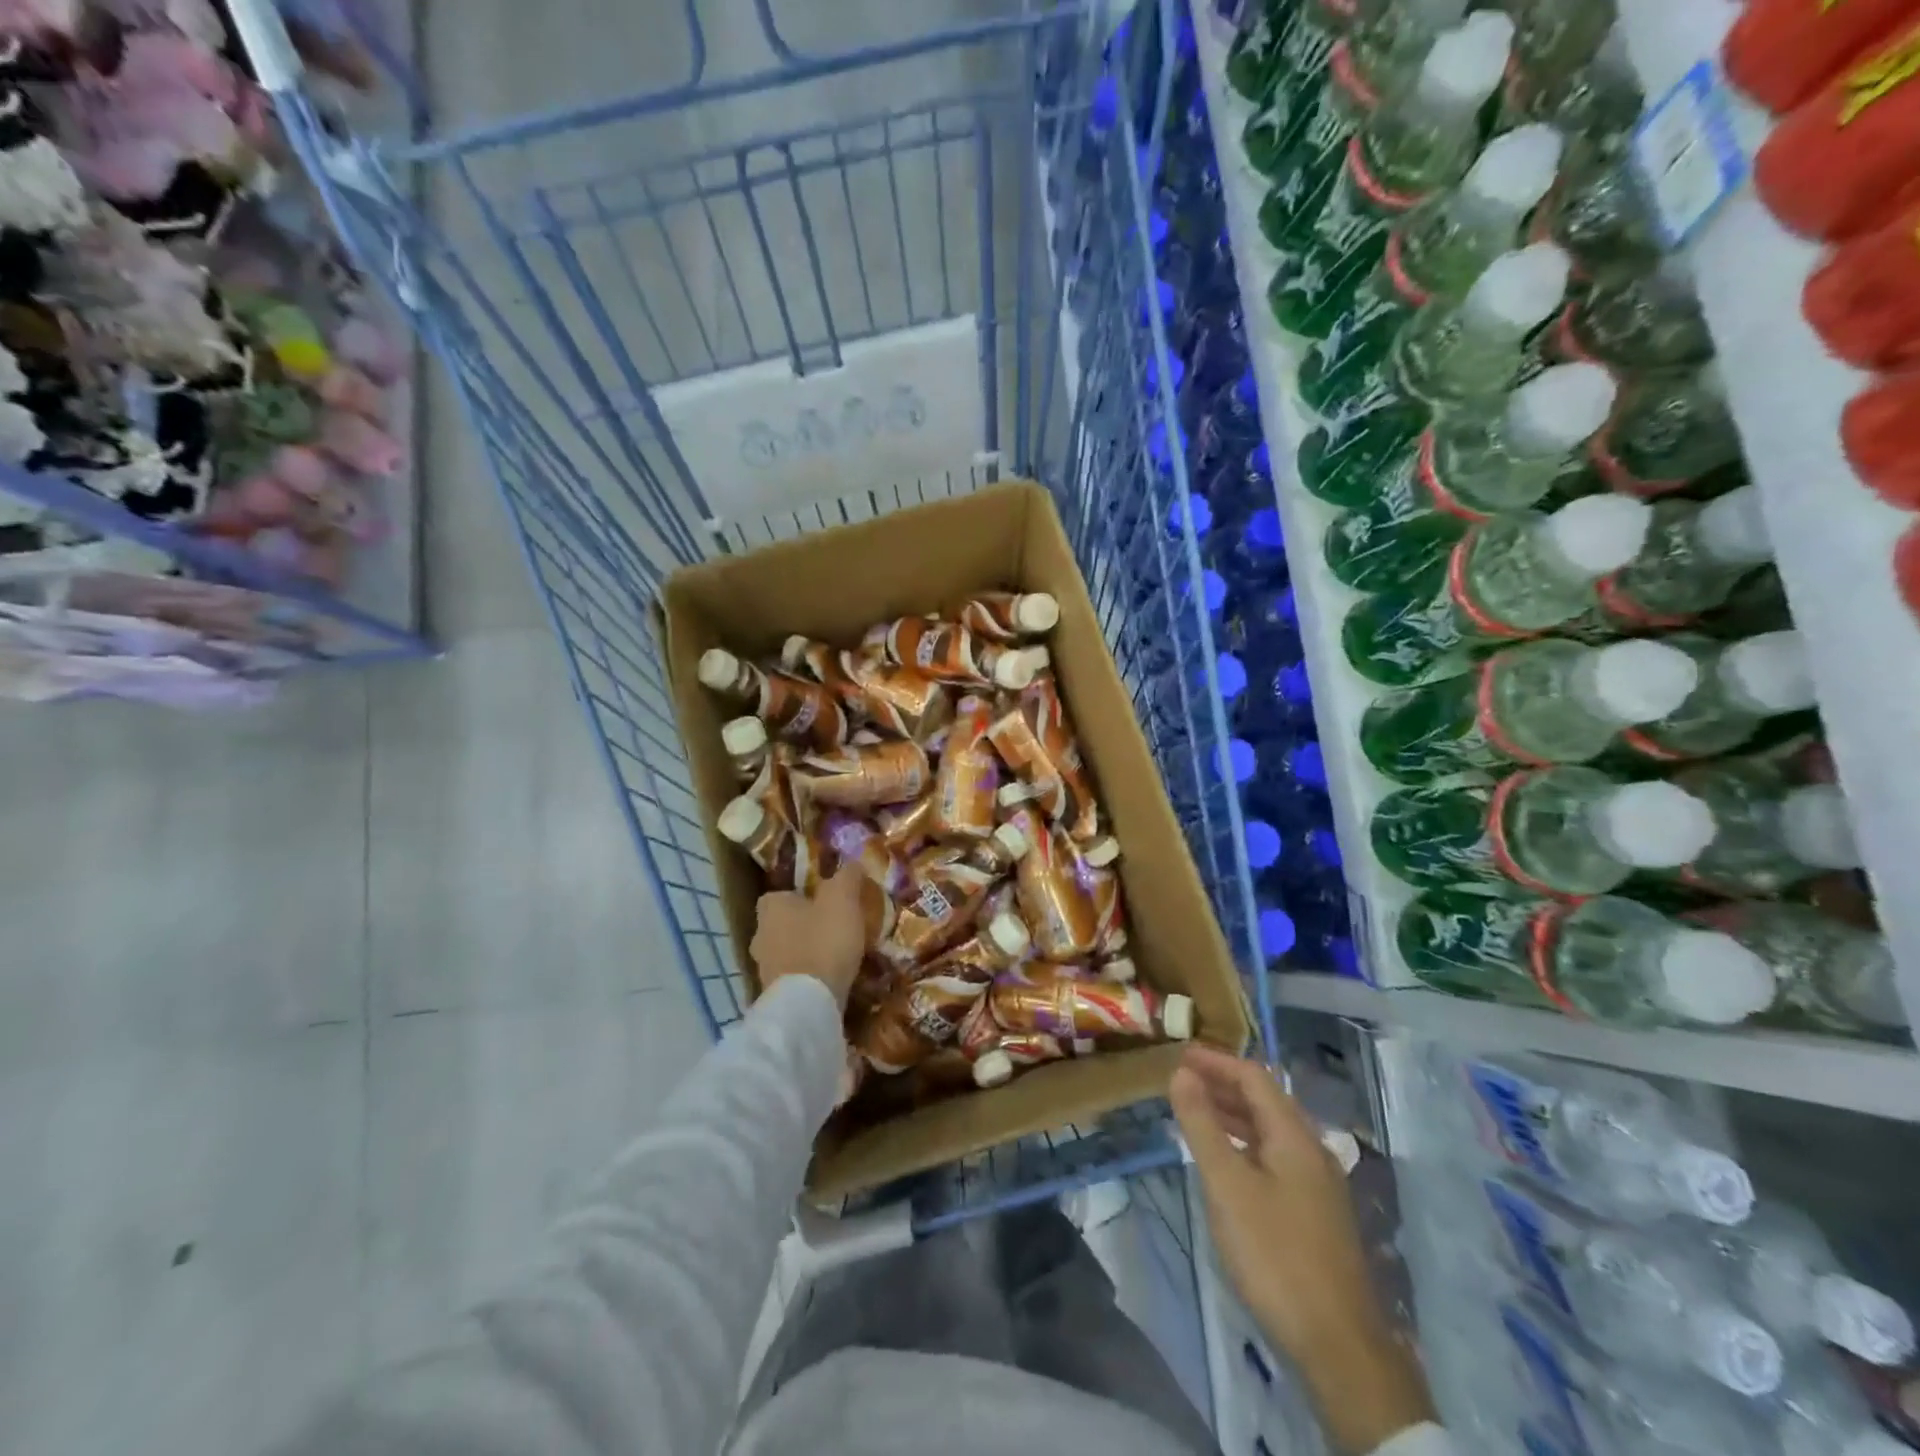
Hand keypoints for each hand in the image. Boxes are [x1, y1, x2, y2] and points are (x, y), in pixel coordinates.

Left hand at [750, 864, 865, 1010]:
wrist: (809, 1003)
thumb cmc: (824, 941)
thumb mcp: (843, 899)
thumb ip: (847, 877)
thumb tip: (853, 863)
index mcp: (770, 908)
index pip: (779, 895)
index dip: (801, 896)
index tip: (824, 902)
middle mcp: (759, 935)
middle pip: (780, 924)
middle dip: (802, 925)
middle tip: (833, 927)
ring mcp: (763, 969)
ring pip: (785, 952)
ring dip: (805, 952)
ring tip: (835, 955)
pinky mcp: (773, 996)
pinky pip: (792, 978)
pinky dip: (806, 976)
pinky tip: (828, 979)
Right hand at [1172, 1045, 1432, 1454]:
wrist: (1339, 1346)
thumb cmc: (1275, 1254)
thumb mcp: (1227, 1185)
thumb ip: (1202, 1125)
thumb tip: (1181, 1073)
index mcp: (1294, 1136)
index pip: (1254, 1077)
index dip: (1216, 1061)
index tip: (1179, 1055)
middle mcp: (1311, 1150)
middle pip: (1265, 1100)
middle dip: (1223, 1085)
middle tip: (1181, 1081)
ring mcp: (1318, 1184)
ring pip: (1270, 1131)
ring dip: (1233, 1115)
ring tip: (1195, 1114)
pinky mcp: (1316, 1214)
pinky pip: (1275, 1157)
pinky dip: (1245, 1144)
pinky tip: (1226, 1163)